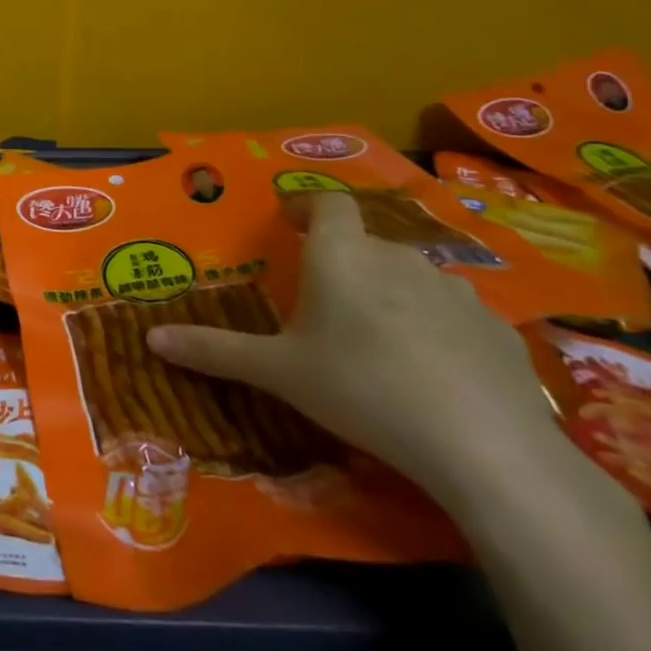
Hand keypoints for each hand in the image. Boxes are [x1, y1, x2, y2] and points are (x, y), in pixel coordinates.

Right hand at [144, 191, 568, 511]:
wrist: (486, 447)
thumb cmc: (361, 388)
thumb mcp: (277, 371)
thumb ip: (214, 350)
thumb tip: (150, 339)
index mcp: (341, 255)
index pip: (326, 203)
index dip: (308, 207)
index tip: (292, 225)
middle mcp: (397, 257)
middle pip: (366, 242)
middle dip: (345, 261)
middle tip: (326, 302)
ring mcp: (456, 291)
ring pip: (413, 277)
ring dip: (393, 293)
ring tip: (379, 338)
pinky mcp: (500, 330)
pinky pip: (456, 315)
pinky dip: (439, 329)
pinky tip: (435, 372)